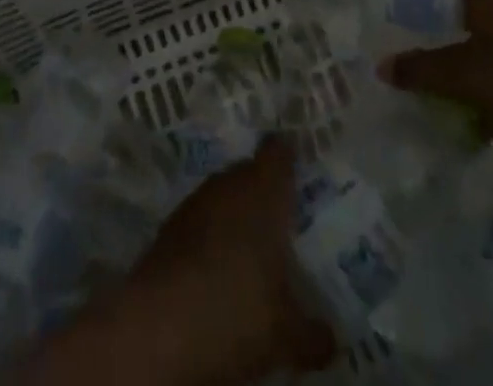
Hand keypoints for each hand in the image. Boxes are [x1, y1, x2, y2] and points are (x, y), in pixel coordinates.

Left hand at [124, 137, 334, 384]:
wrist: (159, 325)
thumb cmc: (237, 312)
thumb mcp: (287, 335)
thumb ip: (313, 333)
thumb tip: (332, 339)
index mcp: (264, 191)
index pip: (279, 153)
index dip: (289, 157)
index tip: (300, 167)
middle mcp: (230, 183)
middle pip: (251, 172)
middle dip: (265, 193)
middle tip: (284, 221)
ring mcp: (196, 201)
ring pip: (224, 196)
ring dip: (236, 215)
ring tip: (253, 249)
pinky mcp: (171, 225)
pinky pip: (202, 220)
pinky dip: (212, 236)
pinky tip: (219, 268)